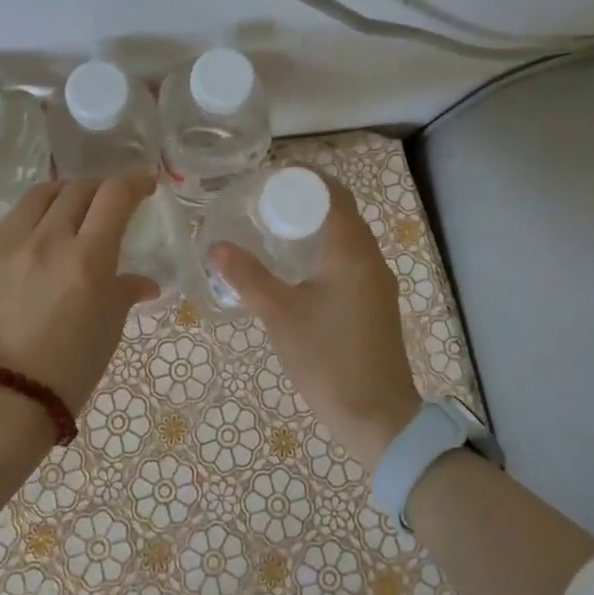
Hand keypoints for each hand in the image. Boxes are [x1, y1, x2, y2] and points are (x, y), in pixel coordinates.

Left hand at [0, 138, 158, 418]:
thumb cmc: (68, 371)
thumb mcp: (108, 329)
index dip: (136, 181)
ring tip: (68, 203)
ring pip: (39, 195)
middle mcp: (46, 240)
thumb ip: (125, 292)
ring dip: (61, 193)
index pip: (116, 196)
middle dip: (100, 193)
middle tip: (107, 207)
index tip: (145, 183)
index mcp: (87, 258)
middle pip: (79, 191)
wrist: (4, 404)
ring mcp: (2, 243)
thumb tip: (145, 282)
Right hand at [208, 174, 421, 470]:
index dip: (306, 179)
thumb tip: (216, 247)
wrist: (377, 417)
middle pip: (341, 213)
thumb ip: (248, 277)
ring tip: (274, 231)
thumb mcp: (281, 315)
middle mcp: (371, 260)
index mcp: (352, 252)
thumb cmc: (328, 358)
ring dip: (316, 227)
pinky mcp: (375, 304)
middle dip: (306, 201)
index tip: (271, 177)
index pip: (334, 195)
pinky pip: (350, 261)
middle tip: (264, 203)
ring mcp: (377, 284)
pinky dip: (324, 252)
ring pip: (347, 239)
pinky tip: (296, 270)